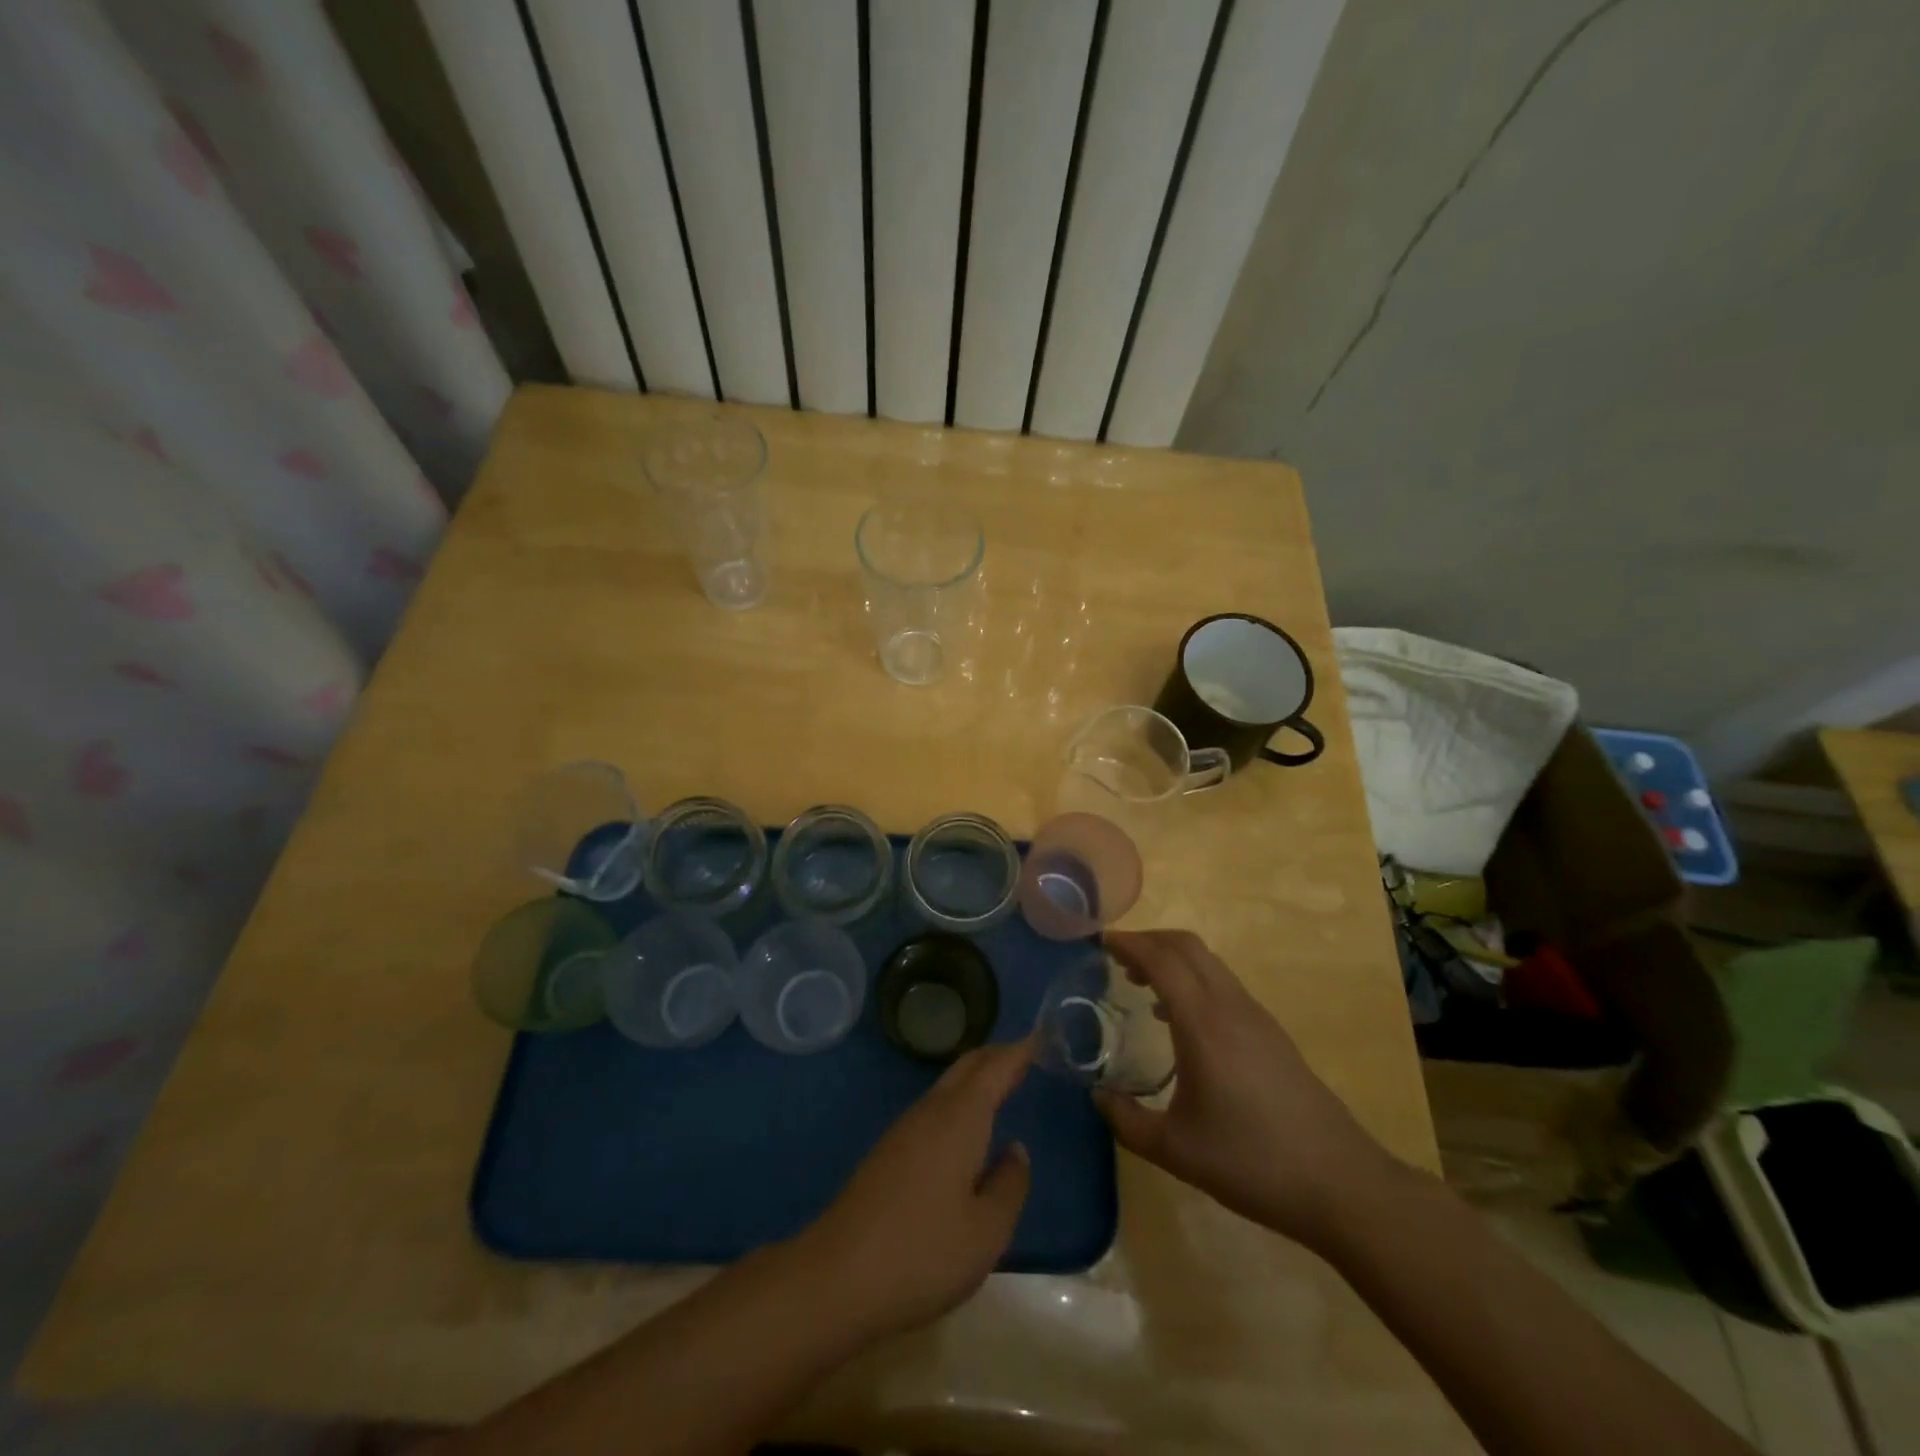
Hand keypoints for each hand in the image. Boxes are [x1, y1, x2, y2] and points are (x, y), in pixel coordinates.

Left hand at [796, 1039, 1033, 1340]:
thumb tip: (1016, 1150)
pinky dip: (959, 1100)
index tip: (1040, 1036)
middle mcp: (931, 1111)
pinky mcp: (889, 1151)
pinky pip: (934, 1107)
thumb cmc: (922, 1253)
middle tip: (1026, 1054)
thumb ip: (1009, 1186)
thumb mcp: (986, 1232)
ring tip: (1001, 1083)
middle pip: (967, 1067)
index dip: (1019, 1051)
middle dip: (996, 1055)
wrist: (836, 1277)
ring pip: (947, 1085)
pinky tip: (965, 1126)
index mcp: (959, 1119)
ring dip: (975, 1077)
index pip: (994, 1069)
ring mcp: (905, 1129)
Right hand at [1095, 929, 1398, 1252]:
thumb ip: (1127, 1120)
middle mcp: (1230, 1006)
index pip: (1161, 959)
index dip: (1128, 943)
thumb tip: (1097, 1096)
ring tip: (1140, 984)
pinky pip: (1223, 984)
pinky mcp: (1271, 1032)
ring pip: (1208, 962)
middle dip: (1148, 940)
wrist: (1340, 1183)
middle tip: (1115, 958)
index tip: (1097, 942)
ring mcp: (1256, 1016)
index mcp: (1203, 1024)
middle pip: (1186, 946)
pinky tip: (1179, 1020)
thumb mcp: (1176, 1151)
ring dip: (1172, 960)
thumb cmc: (1252, 1163)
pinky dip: (1192, 980)